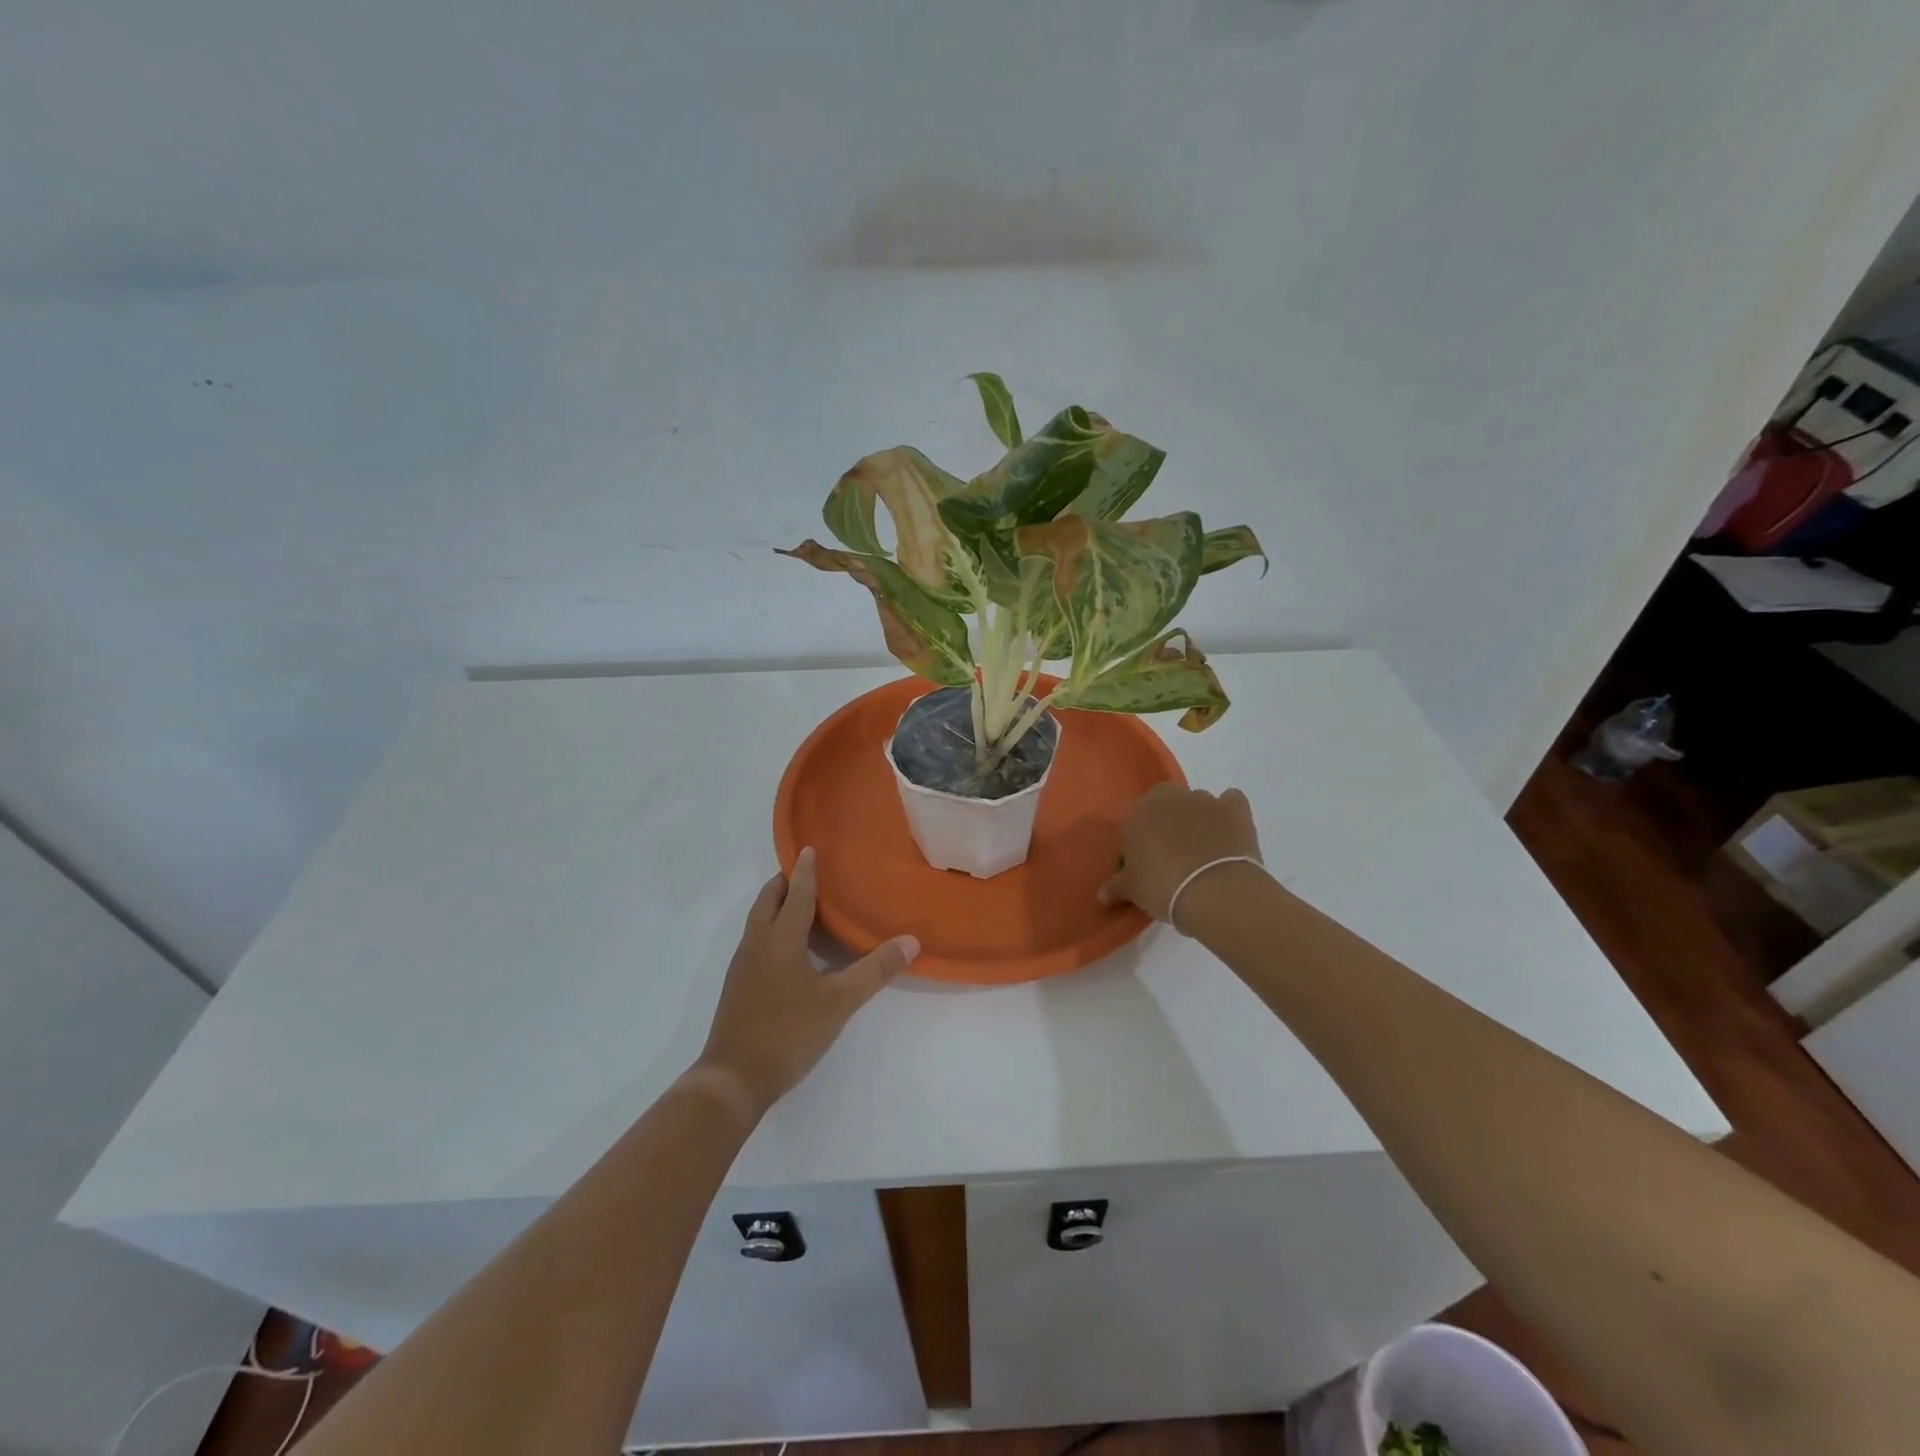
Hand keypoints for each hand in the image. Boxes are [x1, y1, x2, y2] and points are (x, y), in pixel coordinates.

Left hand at [697, 848, 919, 1116]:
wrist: (733, 1079)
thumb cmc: (787, 1032)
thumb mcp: (839, 1001)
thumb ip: (875, 970)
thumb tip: (912, 941)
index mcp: (780, 939)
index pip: (797, 894)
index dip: (806, 871)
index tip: (809, 848)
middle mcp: (757, 945)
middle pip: (768, 902)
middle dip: (784, 883)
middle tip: (804, 872)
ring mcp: (742, 967)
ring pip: (757, 922)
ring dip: (775, 906)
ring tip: (797, 904)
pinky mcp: (737, 988)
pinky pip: (754, 942)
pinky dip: (770, 929)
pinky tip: (785, 950)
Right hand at [1100, 784, 1262, 926]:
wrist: (1214, 891)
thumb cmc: (1163, 887)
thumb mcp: (1132, 891)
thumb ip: (1116, 887)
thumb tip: (1102, 895)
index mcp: (1138, 813)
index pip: (1135, 820)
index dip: (1141, 840)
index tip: (1147, 862)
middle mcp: (1169, 798)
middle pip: (1165, 802)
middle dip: (1167, 820)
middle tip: (1172, 853)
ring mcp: (1204, 800)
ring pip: (1196, 803)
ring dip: (1197, 819)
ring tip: (1204, 851)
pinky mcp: (1235, 808)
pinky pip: (1231, 802)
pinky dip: (1229, 813)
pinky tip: (1228, 834)